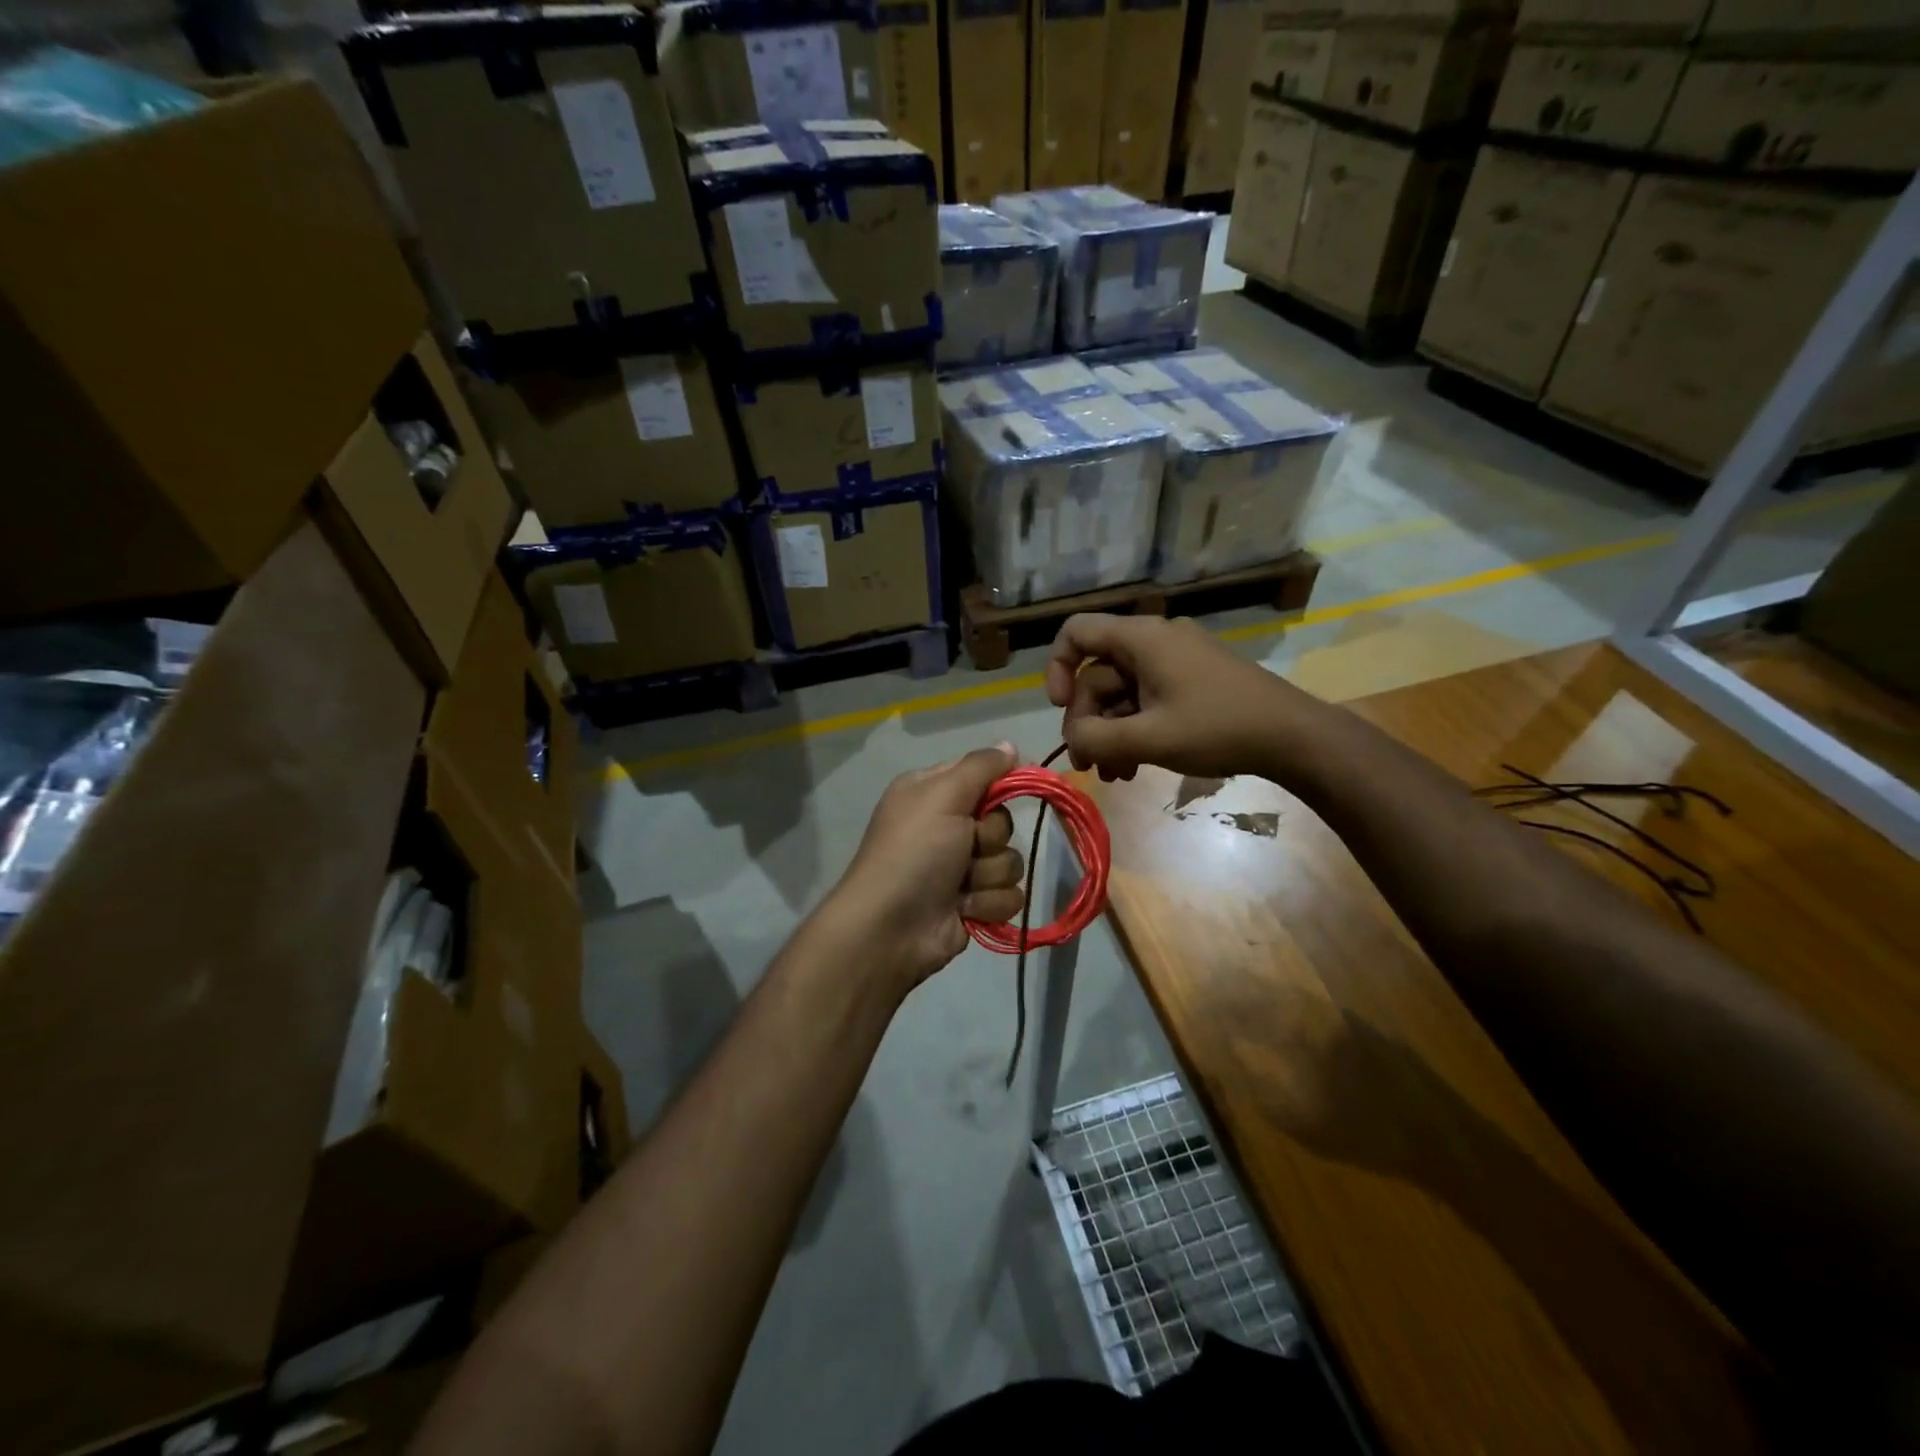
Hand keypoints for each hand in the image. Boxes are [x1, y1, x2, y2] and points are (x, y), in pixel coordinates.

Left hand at [826, 744, 1026, 991]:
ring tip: (960, 887)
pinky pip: (1009, 896)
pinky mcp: (974, 904)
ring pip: (1010, 861)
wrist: (890, 929)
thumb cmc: (913, 853)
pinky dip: (988, 904)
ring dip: (988, 876)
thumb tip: (1010, 745)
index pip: (982, 775)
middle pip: (1002, 822)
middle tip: (965, 848)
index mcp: (932, 794)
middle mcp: (947, 827)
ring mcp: (961, 868)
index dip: (999, 784)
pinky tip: (964, 910)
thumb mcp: (941, 796)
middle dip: (989, 839)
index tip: (1011, 789)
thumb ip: (980, 767)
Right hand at [1044, 614, 1323, 782]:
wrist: (1293, 737)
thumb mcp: (1150, 738)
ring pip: (1121, 694)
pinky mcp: (1190, 683)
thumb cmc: (1218, 728)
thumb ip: (1097, 738)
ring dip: (1110, 734)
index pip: (1076, 632)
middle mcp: (1154, 642)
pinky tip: (1135, 768)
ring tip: (1114, 775)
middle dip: (1088, 721)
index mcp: (1141, 639)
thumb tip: (1072, 740)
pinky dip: (1134, 731)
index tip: (1060, 708)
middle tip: (1089, 764)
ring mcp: (1174, 663)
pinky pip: (1146, 701)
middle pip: (1097, 675)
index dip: (1057, 667)